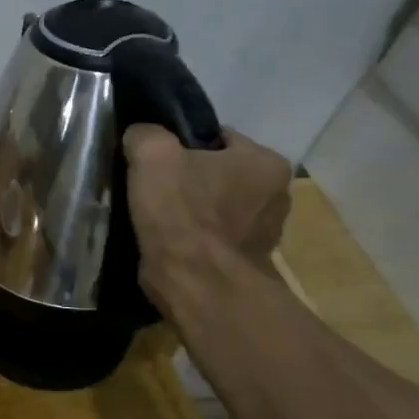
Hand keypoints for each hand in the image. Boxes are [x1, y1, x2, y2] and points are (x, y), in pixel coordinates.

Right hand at [124, 124, 292, 303]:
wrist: (197, 283)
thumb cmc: (183, 213)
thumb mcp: (152, 155)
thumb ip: (146, 134)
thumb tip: (140, 136)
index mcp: (266, 162)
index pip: (220, 138)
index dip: (183, 145)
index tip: (157, 160)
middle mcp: (278, 195)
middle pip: (220, 174)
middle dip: (191, 179)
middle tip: (154, 189)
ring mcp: (265, 234)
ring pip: (218, 208)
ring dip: (193, 212)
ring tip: (158, 219)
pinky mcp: (247, 264)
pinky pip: (214, 240)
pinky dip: (195, 240)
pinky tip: (169, 243)